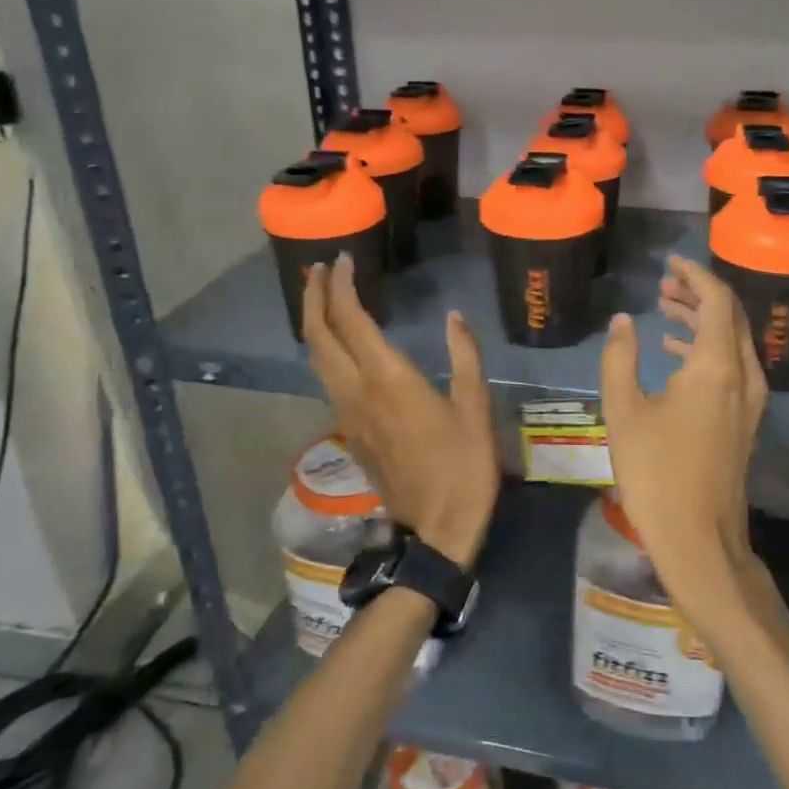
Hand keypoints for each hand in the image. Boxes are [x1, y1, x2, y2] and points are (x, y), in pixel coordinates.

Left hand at [303, 254, 498, 568]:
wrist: (436, 529)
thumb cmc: (463, 466)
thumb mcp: (476, 408)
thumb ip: (464, 357)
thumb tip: (454, 317)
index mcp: (388, 379)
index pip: (351, 320)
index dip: (342, 286)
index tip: (343, 260)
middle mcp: (357, 391)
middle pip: (318, 336)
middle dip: (313, 297)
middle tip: (320, 270)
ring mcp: (347, 414)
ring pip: (315, 359)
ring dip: (313, 322)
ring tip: (321, 297)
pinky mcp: (349, 432)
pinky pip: (325, 380)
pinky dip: (323, 350)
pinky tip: (337, 345)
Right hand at [599, 256, 770, 626]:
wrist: (699, 538)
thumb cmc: (656, 473)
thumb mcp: (624, 411)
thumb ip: (620, 358)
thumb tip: (621, 321)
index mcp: (717, 366)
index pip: (716, 300)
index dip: (694, 275)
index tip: (670, 262)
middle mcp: (743, 375)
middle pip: (729, 316)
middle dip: (698, 293)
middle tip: (664, 282)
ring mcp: (748, 400)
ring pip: (731, 341)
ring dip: (701, 320)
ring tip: (664, 306)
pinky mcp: (743, 419)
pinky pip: (730, 365)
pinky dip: (705, 348)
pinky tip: (674, 350)